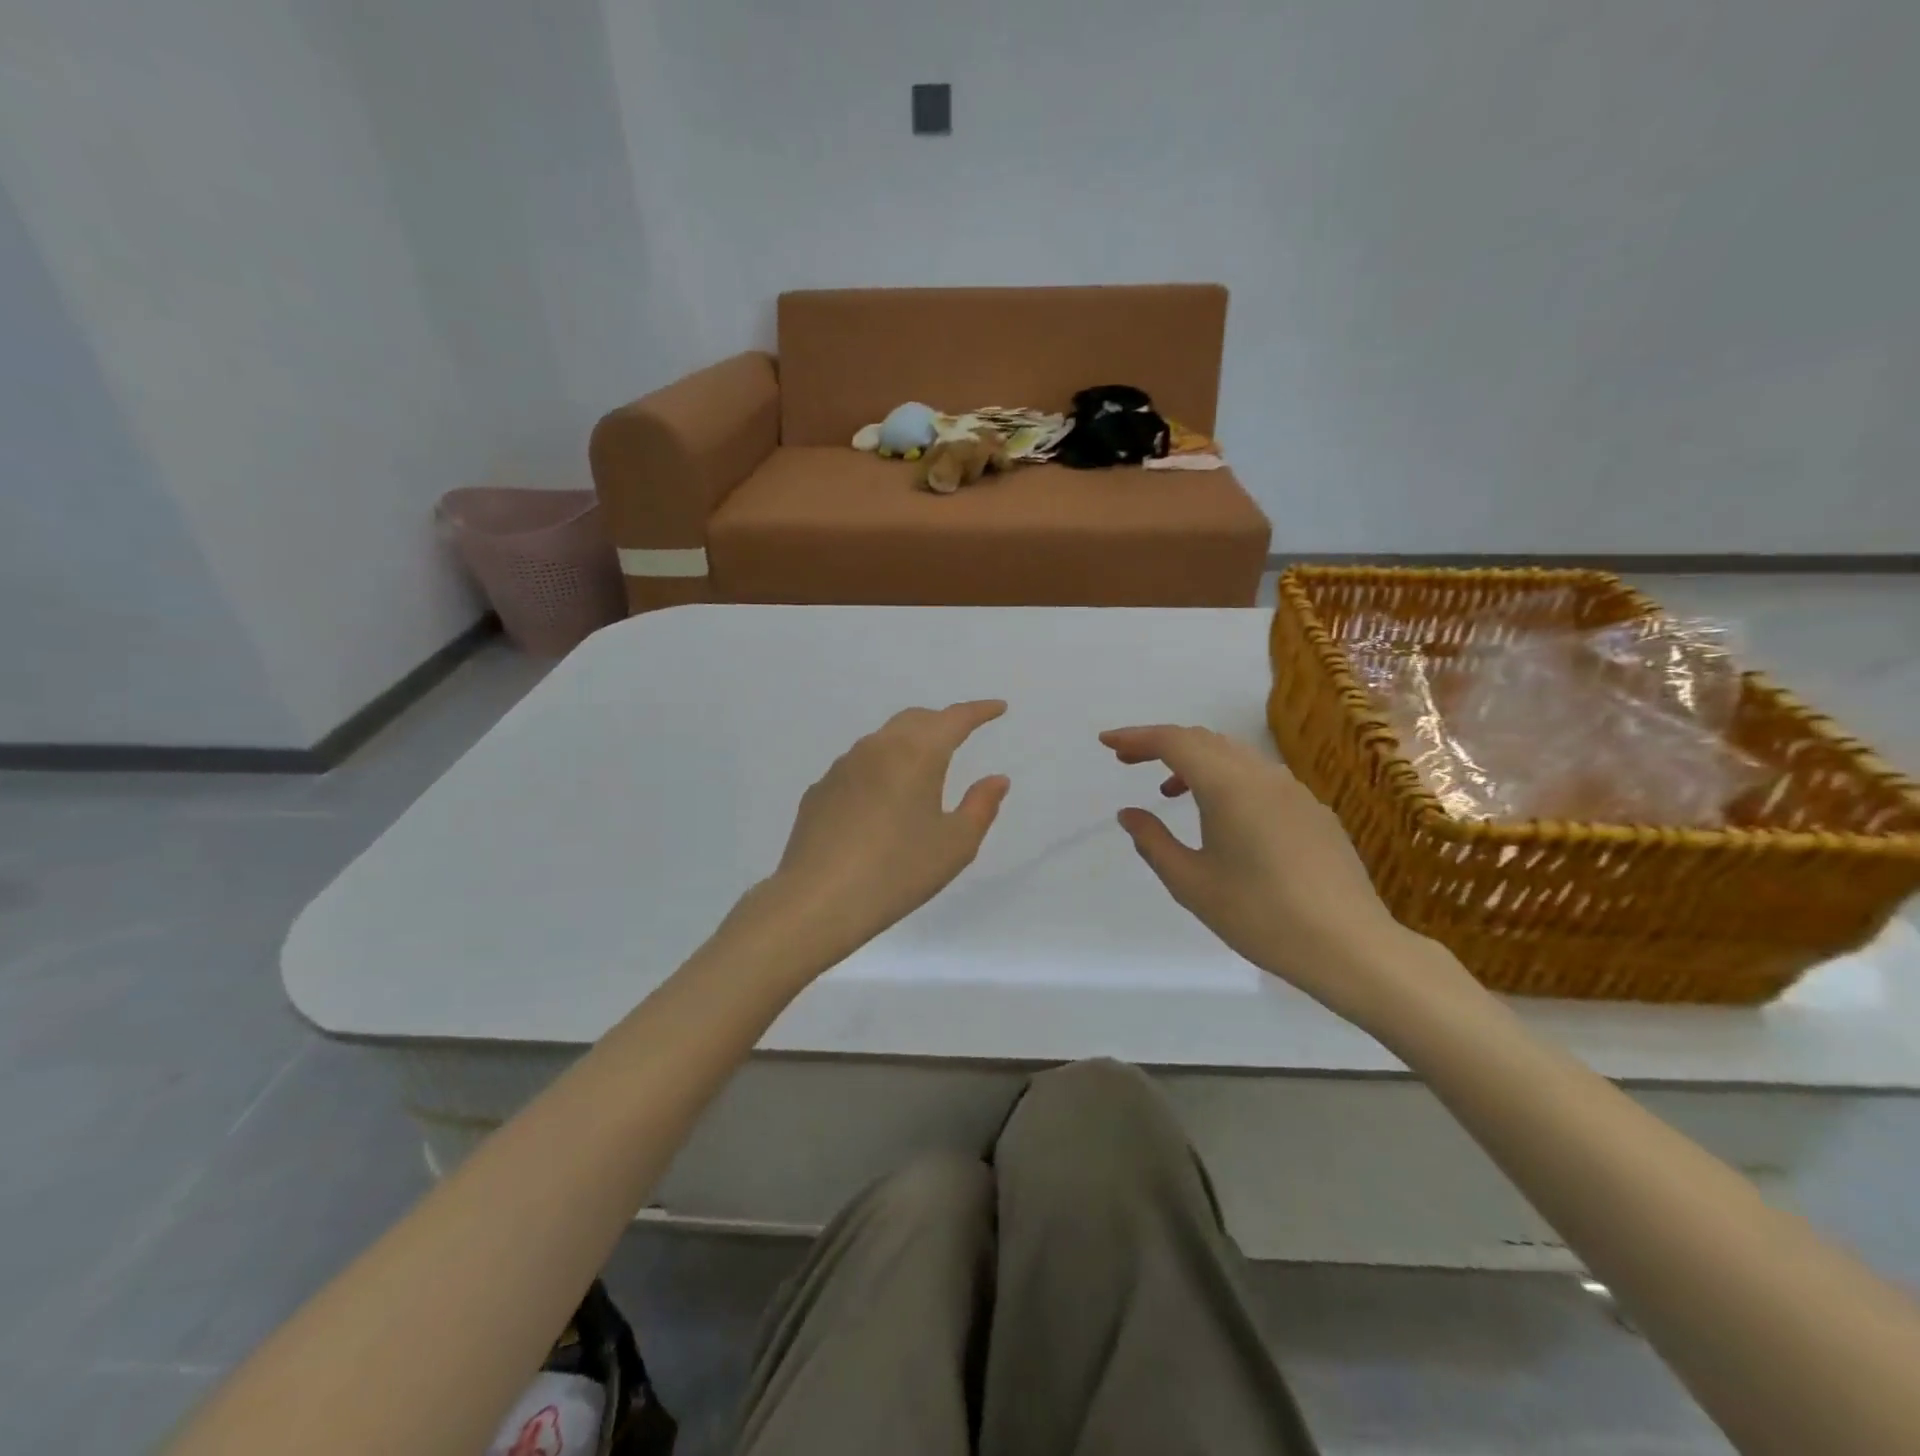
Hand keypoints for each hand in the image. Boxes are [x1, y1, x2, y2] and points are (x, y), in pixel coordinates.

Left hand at [756, 701, 1010, 963]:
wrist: (818, 900)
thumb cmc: (897, 871)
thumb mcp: (955, 845)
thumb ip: (981, 806)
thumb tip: (996, 779)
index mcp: (916, 754)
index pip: (954, 719)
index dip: (979, 711)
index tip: (998, 708)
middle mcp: (877, 748)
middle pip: (915, 720)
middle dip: (942, 722)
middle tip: (961, 734)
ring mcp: (842, 767)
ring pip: (883, 740)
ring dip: (908, 744)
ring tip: (921, 769)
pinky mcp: (819, 790)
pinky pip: (857, 767)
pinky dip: (879, 770)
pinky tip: (880, 801)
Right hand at [1100, 724, 1466, 1026]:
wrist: (1351, 947)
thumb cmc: (1260, 916)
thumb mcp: (1192, 884)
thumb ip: (1154, 842)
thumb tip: (1129, 813)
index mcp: (1229, 787)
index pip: (1174, 742)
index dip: (1136, 737)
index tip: (1106, 742)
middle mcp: (1263, 776)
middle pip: (1204, 741)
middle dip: (1162, 744)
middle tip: (1129, 762)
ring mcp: (1294, 791)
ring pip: (1234, 756)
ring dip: (1195, 762)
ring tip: (1169, 792)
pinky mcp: (1313, 811)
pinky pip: (1259, 777)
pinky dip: (1227, 779)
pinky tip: (1222, 817)